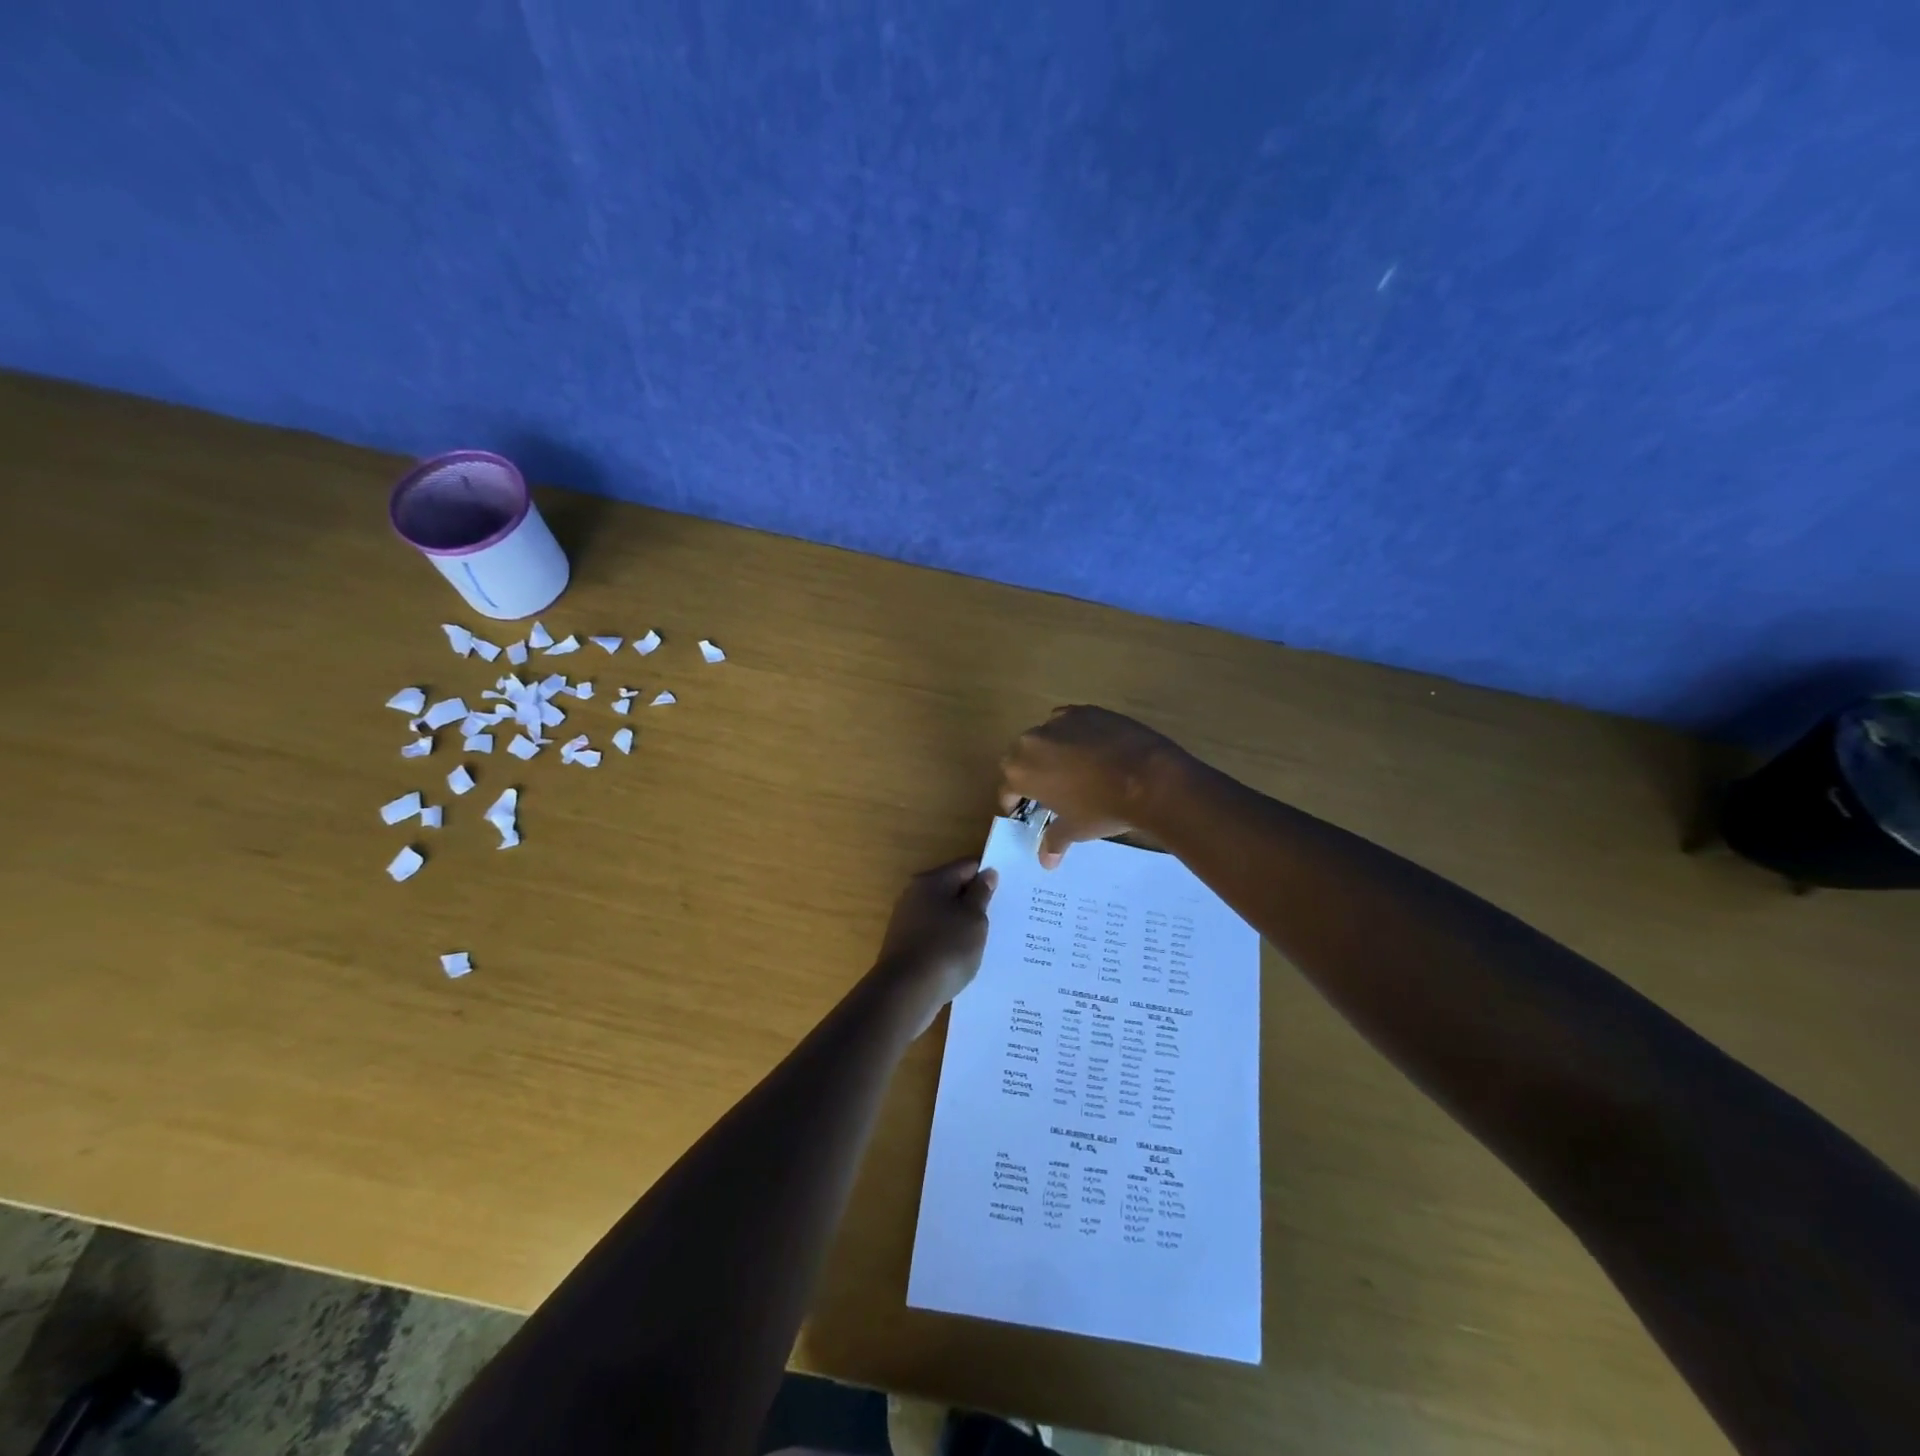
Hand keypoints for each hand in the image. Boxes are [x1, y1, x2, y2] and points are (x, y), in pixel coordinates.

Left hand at [875, 858, 998, 1024]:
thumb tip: (987, 873)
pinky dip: (950, 939)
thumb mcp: (973, 919)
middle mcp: (915, 895)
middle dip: (975, 899)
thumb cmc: (946, 948)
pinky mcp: (905, 945)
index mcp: (932, 881)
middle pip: (952, 889)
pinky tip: (965, 954)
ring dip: (962, 922)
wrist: (906, 993)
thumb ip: (981, 894)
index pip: (966, 866)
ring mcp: (907, 920)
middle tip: (1001, 915)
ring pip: (944, 913)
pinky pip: (935, 934)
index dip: (988, 875)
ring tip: (987, 937)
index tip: (1008, 890)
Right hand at [998, 706, 1188, 867]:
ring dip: (1050, 751)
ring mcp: (1059, 721)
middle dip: (1029, 773)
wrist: (1148, 778)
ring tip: (1073, 769)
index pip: (1007, 788)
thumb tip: (1046, 861)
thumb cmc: (1102, 808)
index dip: (1014, 802)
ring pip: (1045, 737)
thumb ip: (1054, 840)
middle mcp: (1031, 741)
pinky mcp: (1085, 710)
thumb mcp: (1076, 829)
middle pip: (1021, 757)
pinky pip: (1069, 723)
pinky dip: (1074, 735)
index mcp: (1021, 771)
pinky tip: (1092, 750)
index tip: (1024, 811)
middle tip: (1047, 790)